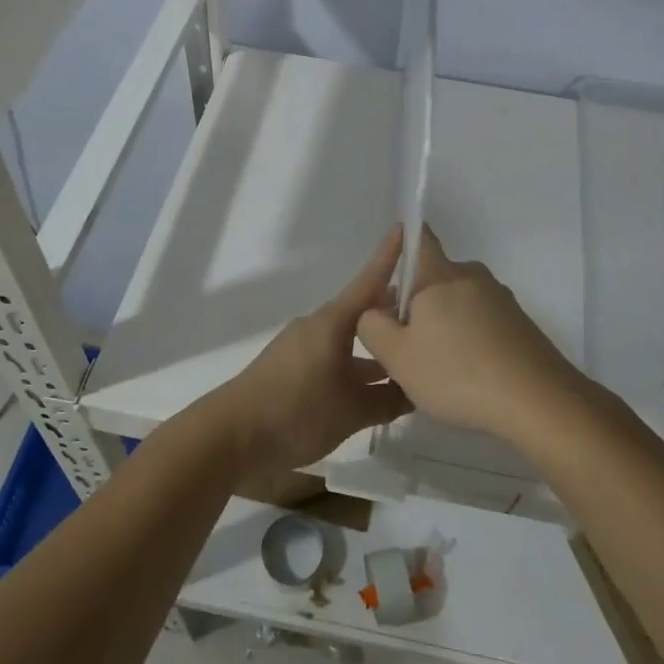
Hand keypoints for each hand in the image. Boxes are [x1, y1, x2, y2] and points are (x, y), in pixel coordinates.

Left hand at [201, 227, 413, 477]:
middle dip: (393, 309)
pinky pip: (335, 356)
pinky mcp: (293, 369)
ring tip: (411, 354)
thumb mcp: (351, 410)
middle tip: (431, 312)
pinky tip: (376, 387)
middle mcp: (319, 326)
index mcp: (333, 322)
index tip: (408, 228)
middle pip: (363, 310)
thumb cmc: (296, 411)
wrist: (231, 435)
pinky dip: (357, 364)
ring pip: (349, 337)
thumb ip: (388, 399)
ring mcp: (303, 347)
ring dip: (376, 344)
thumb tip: (416, 388)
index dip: (390, 255)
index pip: (370, 280)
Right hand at [356, 226, 583, 444]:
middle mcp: (472, 276)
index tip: (392, 266)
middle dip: (417, 304)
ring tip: (438, 370)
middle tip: (406, 345)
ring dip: (444, 326)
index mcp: (440, 275)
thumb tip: (374, 311)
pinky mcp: (521, 325)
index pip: (420, 239)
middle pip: (435, 280)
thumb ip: (372, 327)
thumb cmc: (458, 373)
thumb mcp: (397, 357)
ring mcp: (501, 300)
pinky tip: (469, 377)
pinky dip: (470, 341)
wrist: (539, 401)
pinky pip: (483, 323)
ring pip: (459, 304)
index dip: (403, 244)